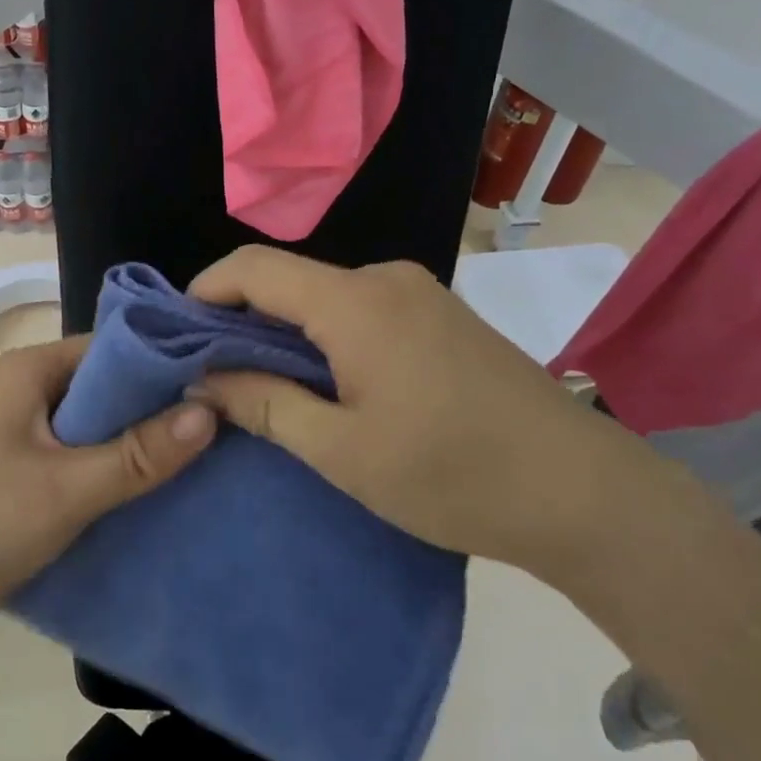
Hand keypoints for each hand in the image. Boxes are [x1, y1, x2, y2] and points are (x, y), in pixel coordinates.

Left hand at [0, 336, 216, 633]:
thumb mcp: (66, 491)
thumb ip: (138, 453)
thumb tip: (211, 410)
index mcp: (30, 368)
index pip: (114, 346)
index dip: (164, 366)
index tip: (216, 390)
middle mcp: (20, 383)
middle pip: (102, 383)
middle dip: (150, 409)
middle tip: (210, 433)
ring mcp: (10, 421)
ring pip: (86, 418)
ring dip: (126, 439)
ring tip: (183, 461)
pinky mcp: (6, 456)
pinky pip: (67, 445)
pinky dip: (99, 460)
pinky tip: (132, 487)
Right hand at [189, 246, 636, 575]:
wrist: (584, 492)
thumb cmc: (452, 474)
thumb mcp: (342, 451)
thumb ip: (265, 404)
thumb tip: (204, 379)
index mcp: (355, 302)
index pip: (254, 268)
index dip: (205, 291)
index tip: (177, 335)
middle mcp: (386, 279)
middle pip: (290, 281)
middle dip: (243, 319)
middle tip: (213, 372)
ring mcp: (421, 294)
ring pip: (326, 297)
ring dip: (287, 332)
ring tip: (265, 385)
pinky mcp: (442, 316)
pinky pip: (362, 311)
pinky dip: (327, 337)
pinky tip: (327, 382)